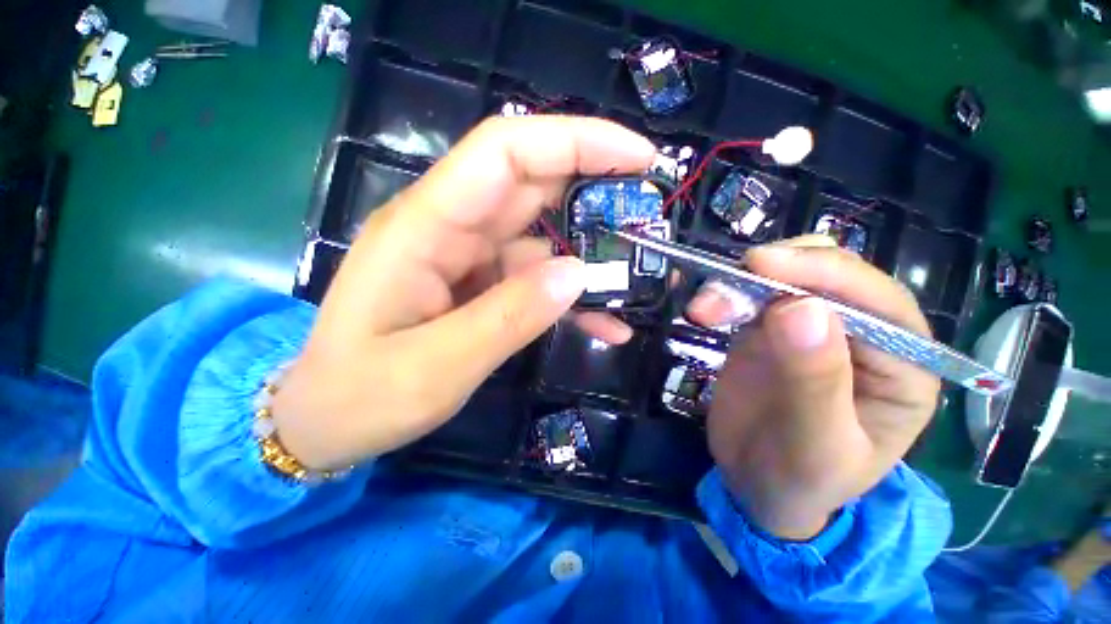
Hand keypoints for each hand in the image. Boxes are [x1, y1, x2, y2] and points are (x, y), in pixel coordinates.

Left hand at [271, 117, 654, 469]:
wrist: (328, 420)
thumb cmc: (362, 396)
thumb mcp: (436, 366)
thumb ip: (508, 317)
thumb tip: (578, 275)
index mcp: (425, 227)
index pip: (506, 152)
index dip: (574, 141)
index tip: (637, 156)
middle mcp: (450, 228)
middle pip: (533, 185)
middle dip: (596, 192)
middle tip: (651, 217)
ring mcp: (468, 258)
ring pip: (544, 237)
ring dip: (591, 258)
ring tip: (638, 283)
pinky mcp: (481, 285)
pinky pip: (536, 279)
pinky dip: (572, 296)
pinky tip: (605, 323)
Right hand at [687, 238, 940, 539]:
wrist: (756, 484)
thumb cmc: (800, 480)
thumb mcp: (816, 447)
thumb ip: (815, 381)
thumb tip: (801, 308)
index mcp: (903, 367)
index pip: (879, 302)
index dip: (824, 274)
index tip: (762, 264)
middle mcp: (864, 336)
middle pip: (831, 275)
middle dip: (775, 272)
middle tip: (721, 290)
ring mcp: (812, 328)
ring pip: (785, 277)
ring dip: (740, 282)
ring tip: (703, 310)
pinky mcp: (769, 328)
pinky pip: (751, 295)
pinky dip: (725, 294)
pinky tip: (704, 311)